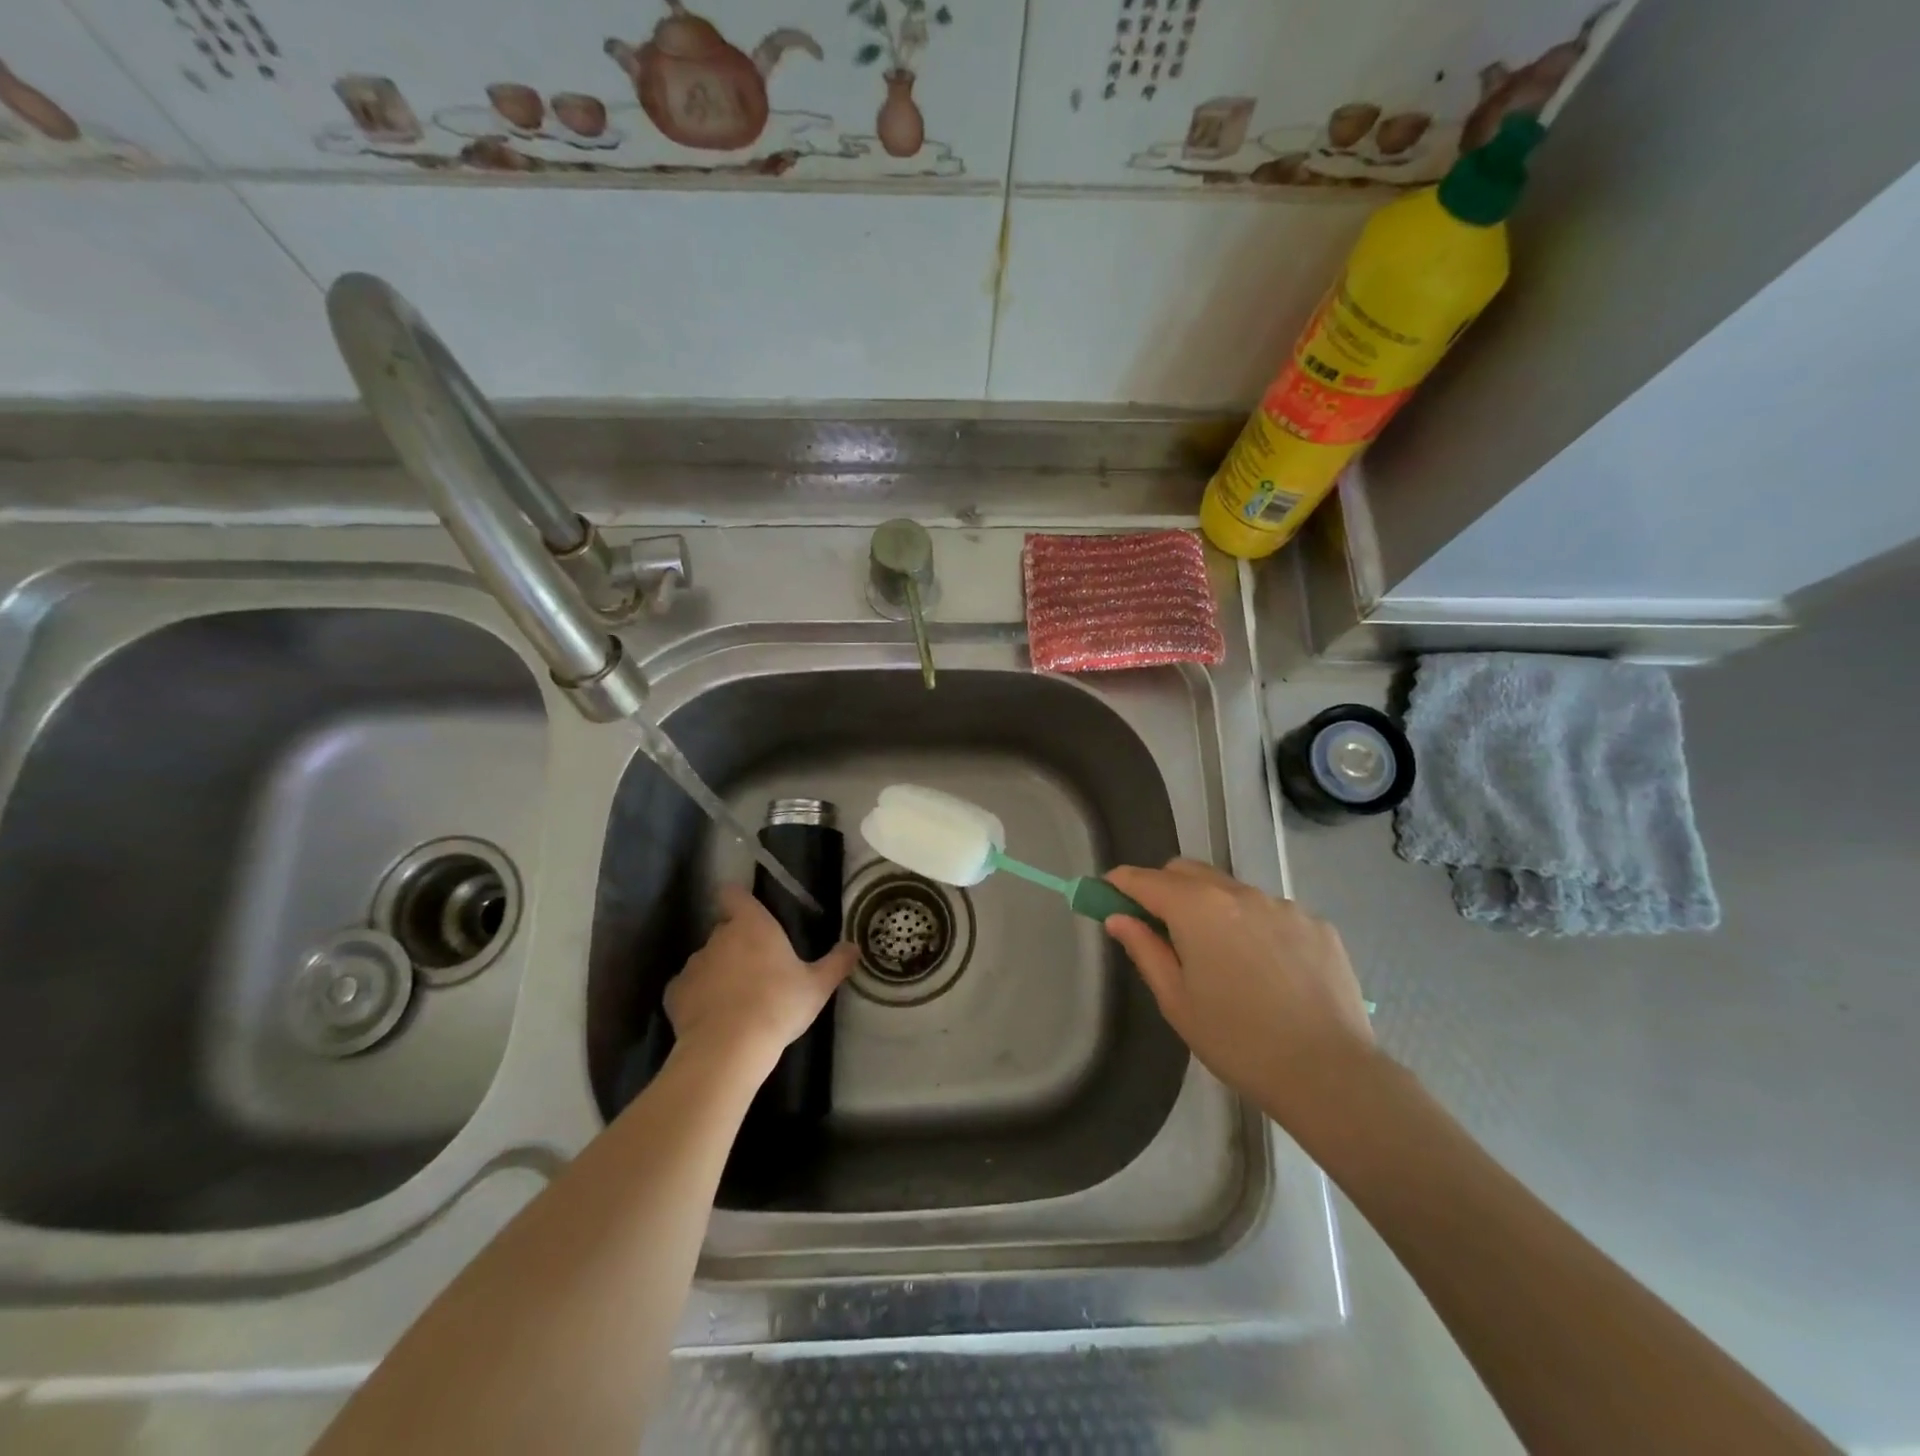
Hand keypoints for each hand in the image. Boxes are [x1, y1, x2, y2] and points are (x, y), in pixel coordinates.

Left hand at [664, 886, 856, 1070]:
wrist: (729, 1048)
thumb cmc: (778, 1005)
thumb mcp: (817, 987)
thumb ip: (836, 963)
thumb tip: (854, 946)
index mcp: (752, 925)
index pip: (734, 894)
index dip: (738, 900)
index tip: (747, 912)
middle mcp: (719, 937)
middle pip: (724, 930)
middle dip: (737, 945)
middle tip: (757, 969)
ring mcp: (693, 964)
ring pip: (706, 960)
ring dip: (718, 972)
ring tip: (735, 999)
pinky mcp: (674, 994)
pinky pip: (687, 988)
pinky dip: (696, 998)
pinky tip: (711, 1018)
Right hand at [1104, 860, 1375, 1125]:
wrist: (1329, 1074)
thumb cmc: (1237, 1041)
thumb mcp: (1177, 1001)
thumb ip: (1144, 949)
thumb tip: (1118, 918)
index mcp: (1197, 908)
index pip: (1145, 880)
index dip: (1120, 882)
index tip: (1105, 892)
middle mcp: (1239, 892)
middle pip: (1187, 872)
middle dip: (1164, 888)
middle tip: (1158, 925)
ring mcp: (1283, 905)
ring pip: (1231, 890)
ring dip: (1212, 907)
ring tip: (1221, 956)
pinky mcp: (1317, 924)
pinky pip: (1271, 912)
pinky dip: (1254, 926)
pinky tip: (1266, 969)